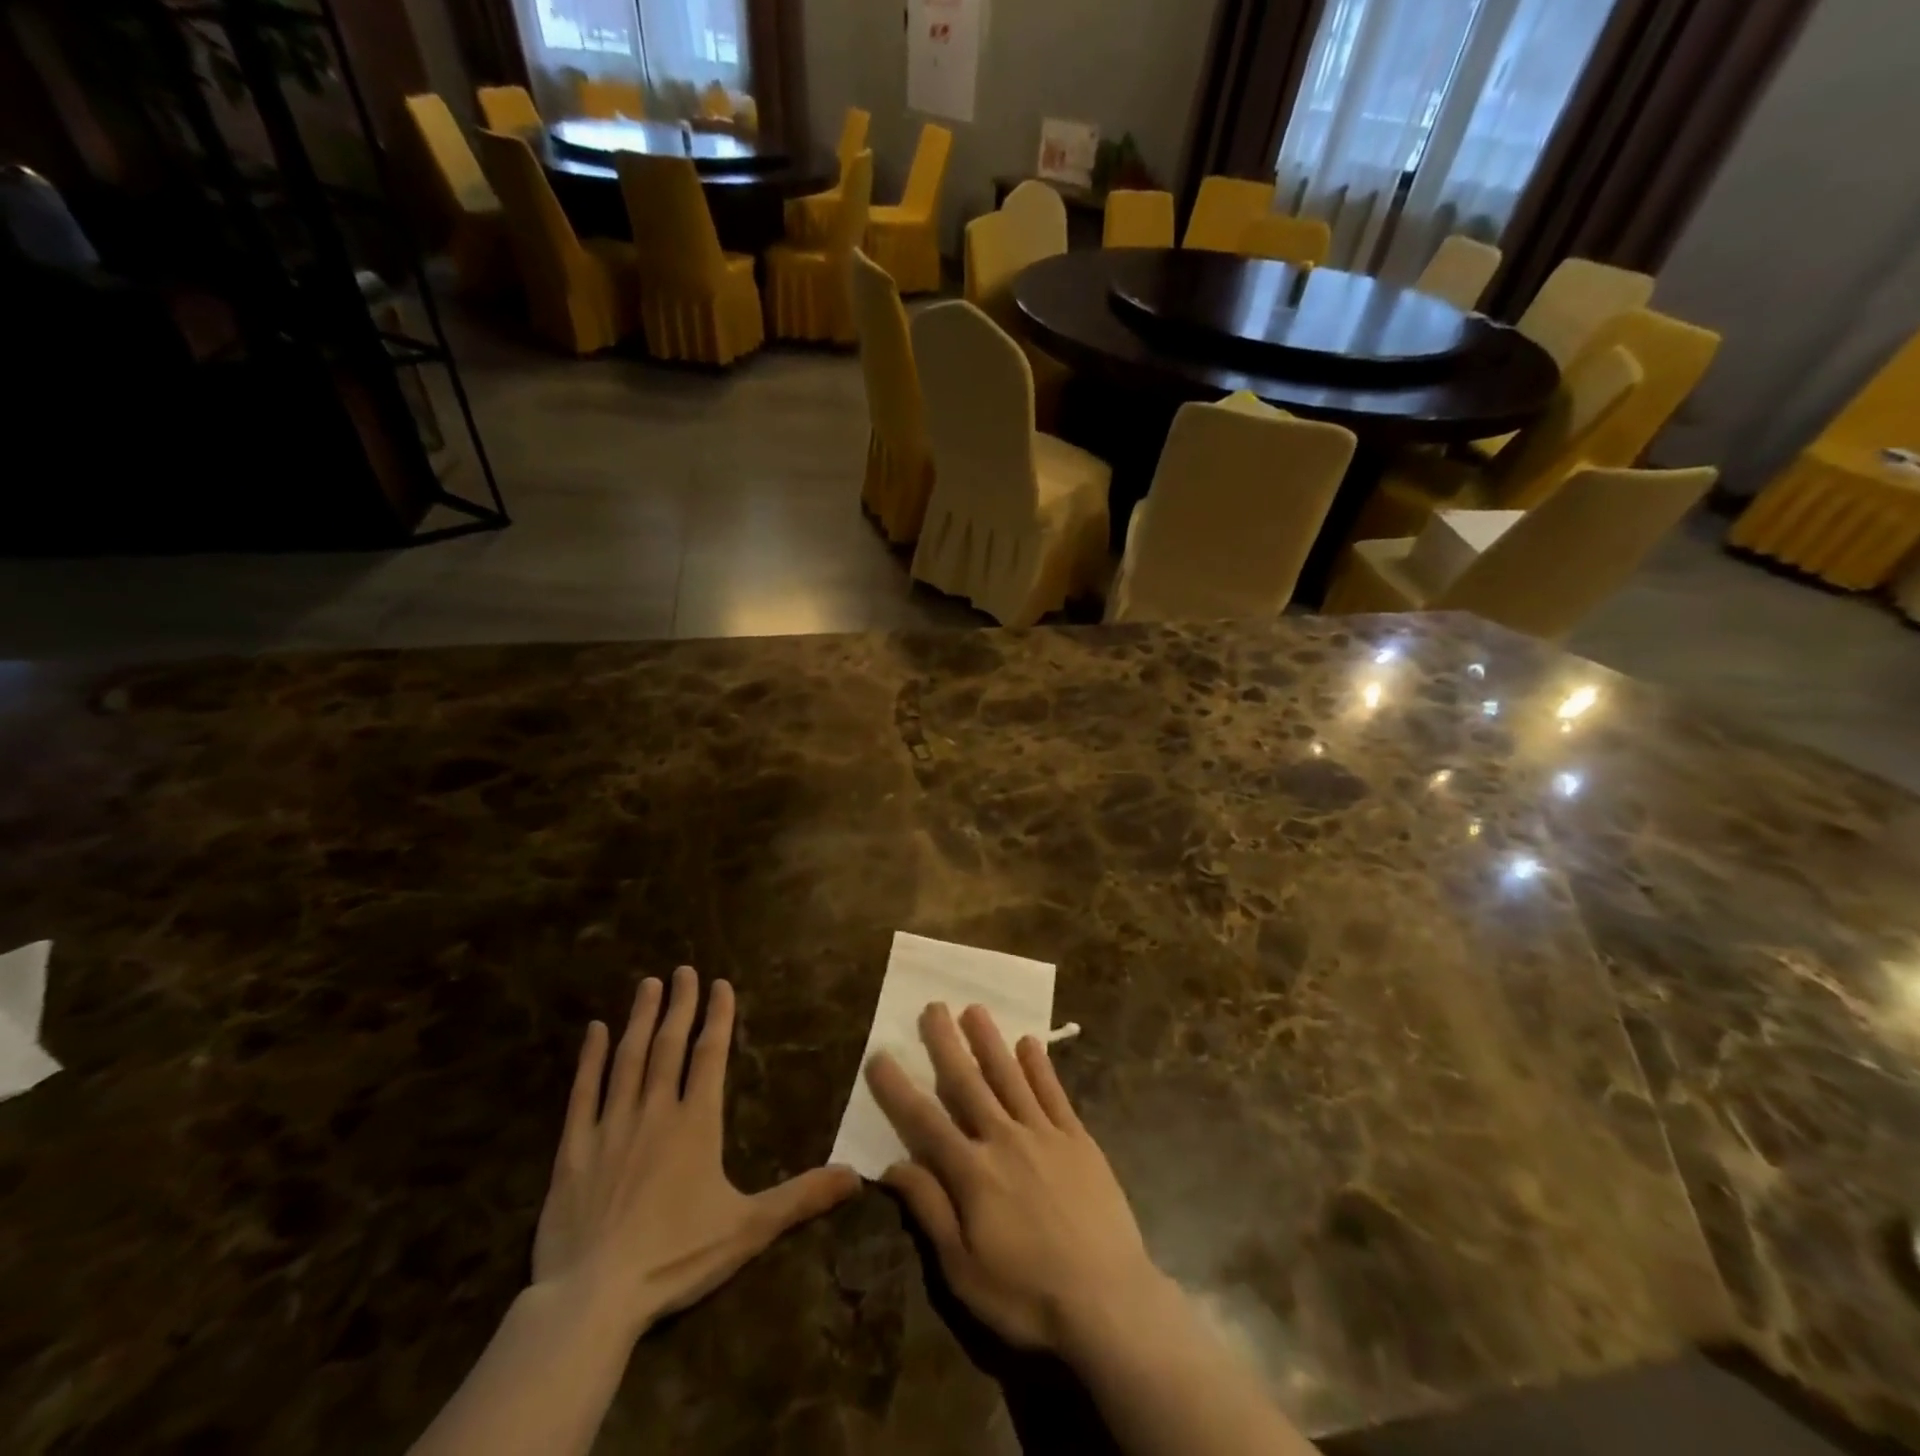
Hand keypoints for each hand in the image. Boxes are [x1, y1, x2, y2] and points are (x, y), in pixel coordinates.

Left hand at [533, 966, 858, 1341]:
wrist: (593, 1298)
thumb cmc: (676, 1257)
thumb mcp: (750, 1228)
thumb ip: (802, 1197)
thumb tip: (858, 1177)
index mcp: (697, 1123)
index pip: (710, 1055)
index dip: (718, 1017)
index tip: (719, 984)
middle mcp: (655, 1111)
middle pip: (670, 1046)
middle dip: (680, 1005)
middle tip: (682, 970)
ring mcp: (610, 1127)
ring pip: (628, 1059)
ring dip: (640, 1019)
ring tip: (648, 985)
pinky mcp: (573, 1150)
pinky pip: (582, 1094)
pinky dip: (589, 1060)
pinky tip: (594, 1031)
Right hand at [866, 1003, 1174, 1355]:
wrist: (1109, 1301)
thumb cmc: (1027, 1295)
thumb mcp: (963, 1269)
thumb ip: (930, 1210)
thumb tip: (894, 1164)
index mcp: (973, 1172)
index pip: (924, 1121)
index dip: (898, 1088)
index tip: (879, 1055)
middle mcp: (1005, 1139)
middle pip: (968, 1083)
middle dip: (947, 1043)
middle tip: (933, 1006)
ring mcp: (1045, 1134)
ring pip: (1011, 1076)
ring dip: (990, 1041)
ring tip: (975, 1009)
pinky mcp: (1078, 1139)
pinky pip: (1054, 1092)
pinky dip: (1040, 1066)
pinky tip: (1030, 1042)